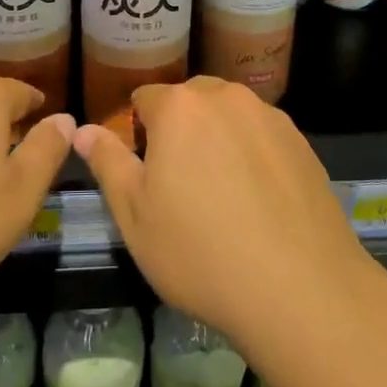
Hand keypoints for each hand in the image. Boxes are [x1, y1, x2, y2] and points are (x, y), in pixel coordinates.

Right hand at [74, 76, 371, 348]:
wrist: (300, 289)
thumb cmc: (200, 252)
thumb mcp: (134, 215)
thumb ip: (108, 163)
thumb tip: (83, 130)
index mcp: (180, 107)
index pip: (145, 98)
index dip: (138, 131)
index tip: (144, 171)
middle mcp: (227, 98)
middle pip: (191, 100)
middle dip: (179, 129)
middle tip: (180, 184)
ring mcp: (270, 117)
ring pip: (230, 115)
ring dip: (218, 138)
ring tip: (222, 194)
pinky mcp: (303, 143)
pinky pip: (263, 136)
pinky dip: (253, 154)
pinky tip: (259, 202)